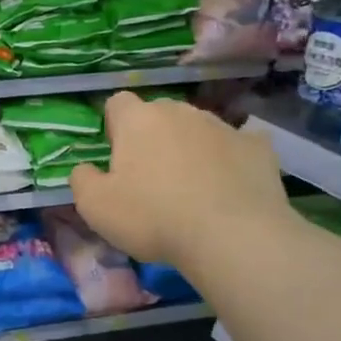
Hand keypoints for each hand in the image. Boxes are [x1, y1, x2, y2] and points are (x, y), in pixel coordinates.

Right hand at [70, 92, 291, 268]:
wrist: (233, 237)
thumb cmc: (153, 217)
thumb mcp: (95, 207)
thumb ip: (82, 180)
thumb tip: (85, 169)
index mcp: (137, 120)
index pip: (117, 103)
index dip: (113, 126)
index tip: (116, 156)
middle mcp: (180, 112)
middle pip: (159, 114)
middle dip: (152, 136)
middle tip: (151, 177)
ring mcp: (223, 126)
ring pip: (197, 128)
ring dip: (190, 147)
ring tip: (192, 186)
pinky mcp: (258, 147)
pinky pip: (237, 144)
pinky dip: (230, 158)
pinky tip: (229, 185)